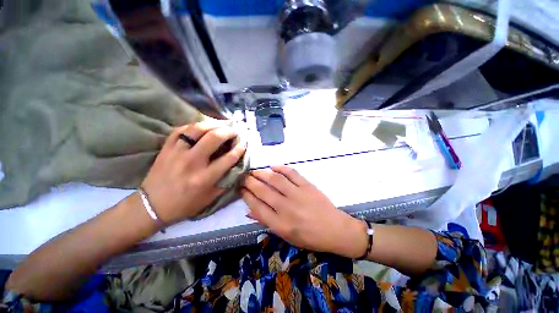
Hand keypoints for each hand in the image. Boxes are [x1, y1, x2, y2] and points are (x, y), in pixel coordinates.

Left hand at [141, 122, 245, 224]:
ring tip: (221, 125)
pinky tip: (201, 127)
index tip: (244, 144)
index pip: (228, 158)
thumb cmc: (185, 204)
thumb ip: (225, 182)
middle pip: (214, 138)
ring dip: (212, 124)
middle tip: (235, 130)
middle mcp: (192, 162)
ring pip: (197, 129)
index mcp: (204, 177)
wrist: (152, 205)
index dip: (239, 149)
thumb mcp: (210, 198)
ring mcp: (177, 152)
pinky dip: (193, 126)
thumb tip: (236, 167)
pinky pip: (180, 130)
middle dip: (229, 132)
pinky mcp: (166, 148)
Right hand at [242, 166, 367, 257]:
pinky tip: (273, 166)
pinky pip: (291, 173)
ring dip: (262, 173)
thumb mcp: (286, 236)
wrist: (335, 230)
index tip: (240, 188)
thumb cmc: (309, 237)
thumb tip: (250, 209)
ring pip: (275, 179)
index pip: (257, 206)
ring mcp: (297, 194)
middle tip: (243, 177)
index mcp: (280, 223)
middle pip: (262, 191)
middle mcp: (286, 207)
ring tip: (254, 171)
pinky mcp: (307, 186)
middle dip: (250, 182)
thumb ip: (268, 222)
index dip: (246, 195)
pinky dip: (281, 168)